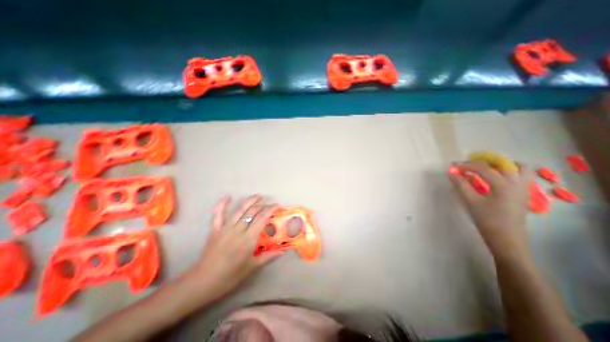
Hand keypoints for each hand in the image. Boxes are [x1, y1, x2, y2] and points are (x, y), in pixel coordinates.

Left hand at [184, 194, 282, 301]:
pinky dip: (222, 204)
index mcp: (248, 239)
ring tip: (257, 196)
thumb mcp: (251, 267)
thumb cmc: (230, 276)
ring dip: (249, 201)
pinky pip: (218, 214)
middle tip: (269, 203)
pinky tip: (228, 196)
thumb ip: (267, 256)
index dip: (270, 209)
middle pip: (252, 212)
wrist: (203, 281)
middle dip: (262, 205)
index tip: (276, 205)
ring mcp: (225, 228)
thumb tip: (282, 251)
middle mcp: (238, 230)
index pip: (262, 219)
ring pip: (239, 210)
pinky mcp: (215, 229)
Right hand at [447, 160, 535, 255]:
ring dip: (501, 164)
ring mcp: (524, 188)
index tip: (452, 166)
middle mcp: (517, 183)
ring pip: (518, 167)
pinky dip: (510, 171)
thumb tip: (451, 172)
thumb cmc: (487, 220)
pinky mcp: (524, 193)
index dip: (465, 165)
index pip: (482, 168)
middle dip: (482, 162)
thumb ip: (461, 184)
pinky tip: (497, 176)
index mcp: (503, 184)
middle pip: (501, 164)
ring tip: (485, 167)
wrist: (506, 239)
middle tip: (467, 165)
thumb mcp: (471, 201)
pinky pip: (522, 175)